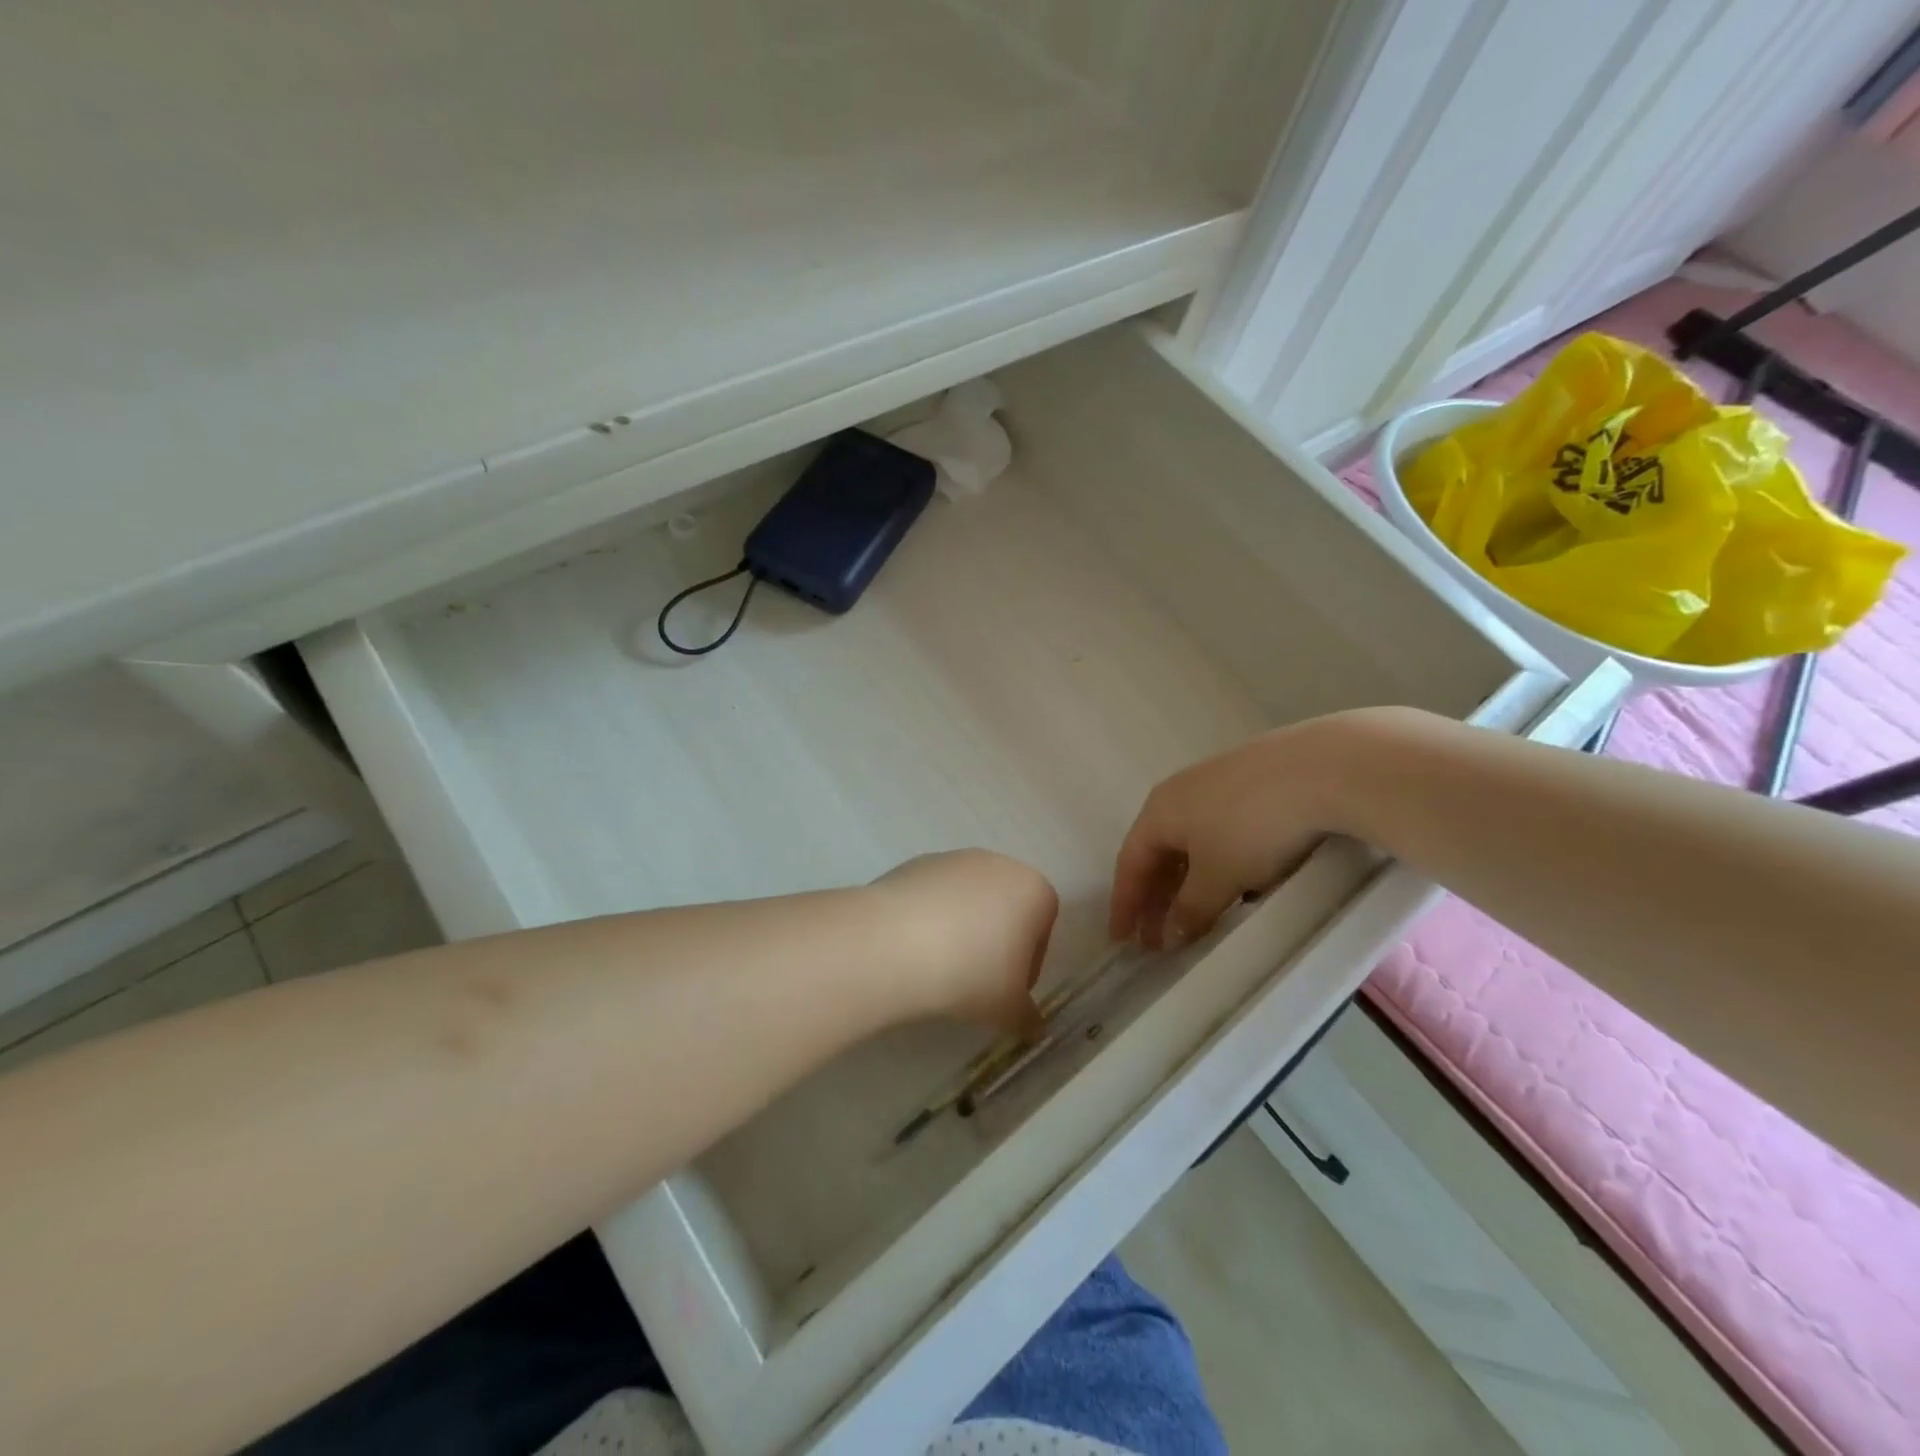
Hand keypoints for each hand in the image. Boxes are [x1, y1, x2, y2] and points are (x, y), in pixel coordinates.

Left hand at [873, 850, 1057, 1036]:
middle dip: (994, 943)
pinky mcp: (917, 863)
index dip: (1027, 966)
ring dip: (961, 930)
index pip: (1042, 930)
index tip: (1006, 991)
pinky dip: (930, 919)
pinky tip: (913, 949)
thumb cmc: (970, 973)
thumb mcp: (1008, 1009)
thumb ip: (1028, 1017)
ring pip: (968, 901)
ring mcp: (955, 859)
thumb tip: (1036, 1028)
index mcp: (1034, 891)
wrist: (894, 943)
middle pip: (1005, 909)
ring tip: (939, 968)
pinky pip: (934, 897)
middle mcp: (999, 865)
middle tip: (975, 982)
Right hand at [1111, 719, 1349, 949]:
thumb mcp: (1218, 877)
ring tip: (1197, 917)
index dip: (1124, 905)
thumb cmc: (1252, 826)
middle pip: (1158, 853)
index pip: (1130, 863)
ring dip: (1188, 884)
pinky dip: (1217, 864)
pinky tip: (1238, 883)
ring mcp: (1215, 784)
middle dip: (1156, 898)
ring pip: (1190, 843)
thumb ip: (1190, 909)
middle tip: (1159, 939)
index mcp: (1158, 812)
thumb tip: (1171, 934)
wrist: (1321, 769)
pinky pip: (1219, 832)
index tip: (1122, 941)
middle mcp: (1178, 793)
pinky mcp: (1250, 783)